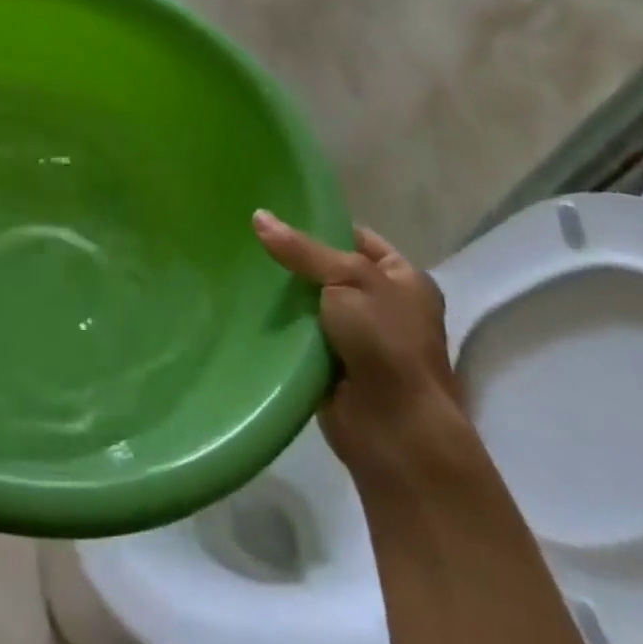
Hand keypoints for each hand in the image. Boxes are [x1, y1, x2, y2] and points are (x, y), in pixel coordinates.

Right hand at [254, 213, 463, 474]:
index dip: (319, 224)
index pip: (355, 237)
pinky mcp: (332, 365)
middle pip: (328, 270)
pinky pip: (299, 334)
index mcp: (404, 279)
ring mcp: (359, 338)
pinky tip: (245, 306)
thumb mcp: (347, 279)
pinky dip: (279, 325)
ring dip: (282, 294)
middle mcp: (384, 305)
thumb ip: (302, 250)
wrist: (395, 430)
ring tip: (238, 266)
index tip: (274, 213)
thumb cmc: (386, 343)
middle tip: (246, 238)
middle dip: (293, 260)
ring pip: (310, 302)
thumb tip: (258, 215)